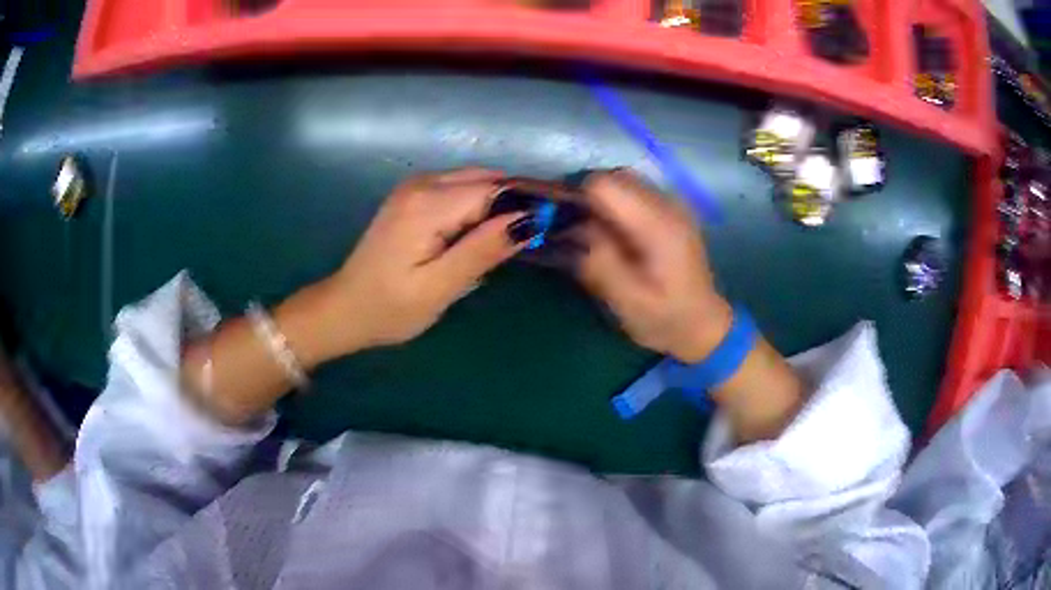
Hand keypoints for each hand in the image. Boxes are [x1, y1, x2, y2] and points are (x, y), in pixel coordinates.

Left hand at [318, 168, 529, 352]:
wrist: (344, 309)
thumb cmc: (389, 308)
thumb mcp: (439, 287)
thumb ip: (482, 250)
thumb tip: (529, 220)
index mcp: (428, 204)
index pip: (494, 189)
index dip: (528, 203)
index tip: (558, 222)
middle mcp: (422, 183)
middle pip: (487, 178)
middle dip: (519, 198)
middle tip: (547, 229)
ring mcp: (415, 186)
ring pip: (475, 180)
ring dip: (502, 200)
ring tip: (525, 230)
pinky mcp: (413, 196)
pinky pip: (459, 187)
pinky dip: (481, 202)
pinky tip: (490, 227)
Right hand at [575, 169, 731, 362]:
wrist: (704, 325)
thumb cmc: (665, 318)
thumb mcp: (627, 301)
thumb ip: (599, 263)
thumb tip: (574, 230)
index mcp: (657, 225)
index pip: (605, 185)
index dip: (579, 200)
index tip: (567, 226)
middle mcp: (668, 204)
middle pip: (614, 176)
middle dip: (590, 199)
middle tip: (578, 232)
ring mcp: (673, 205)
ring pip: (625, 181)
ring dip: (604, 202)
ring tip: (596, 235)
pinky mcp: (673, 212)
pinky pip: (636, 193)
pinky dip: (618, 206)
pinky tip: (618, 235)